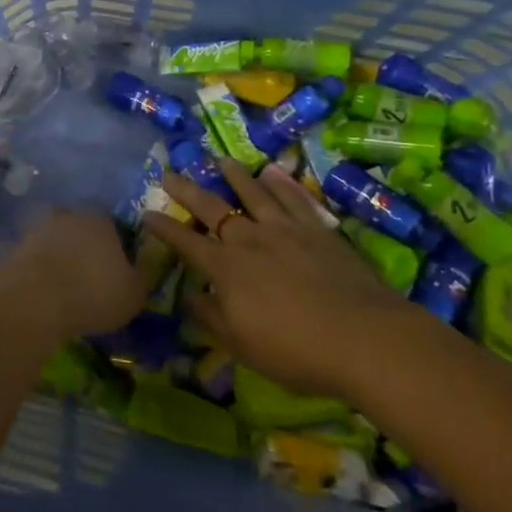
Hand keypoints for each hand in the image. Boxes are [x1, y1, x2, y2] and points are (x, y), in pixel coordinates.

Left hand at [0, 209, 149, 341]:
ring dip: (61, 257)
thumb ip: (142, 278)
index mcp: (102, 219)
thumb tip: (142, 270)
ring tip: (66, 286)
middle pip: (82, 229)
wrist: (36, 297)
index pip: (114, 227)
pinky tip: (46, 290)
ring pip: (56, 240)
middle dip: (86, 248)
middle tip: (90, 277)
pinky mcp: (17, 246)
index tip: (117, 271)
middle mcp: (70, 216)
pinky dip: (41, 270)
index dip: (117, 248)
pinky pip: (37, 257)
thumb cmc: (95, 292)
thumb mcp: (134, 293)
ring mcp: (40, 228)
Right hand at [145, 161, 410, 398]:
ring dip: (235, 176)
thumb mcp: (243, 346)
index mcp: (226, 269)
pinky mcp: (319, 230)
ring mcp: (286, 230)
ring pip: (254, 194)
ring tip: (222, 160)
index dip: (164, 228)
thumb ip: (212, 318)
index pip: (186, 243)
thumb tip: (189, 296)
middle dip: (187, 190)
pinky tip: (274, 172)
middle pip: (213, 208)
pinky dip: (282, 184)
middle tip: (170, 173)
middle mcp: (250, 240)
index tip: (146, 213)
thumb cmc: (297, 350)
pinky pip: (295, 199)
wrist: (365, 339)